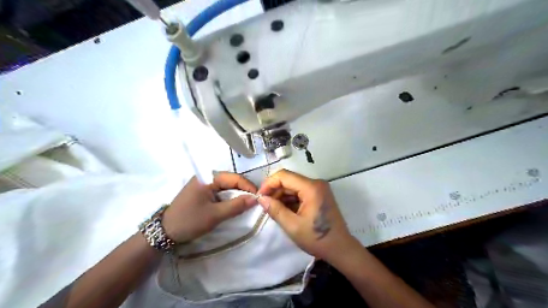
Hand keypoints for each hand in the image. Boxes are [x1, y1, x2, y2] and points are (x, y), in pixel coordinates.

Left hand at [162, 173, 257, 242]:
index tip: (259, 198)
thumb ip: (236, 206)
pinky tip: (234, 204)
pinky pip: (219, 191)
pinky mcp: (201, 191)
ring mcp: (203, 184)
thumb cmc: (190, 221)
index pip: (234, 178)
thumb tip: (256, 199)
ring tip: (247, 204)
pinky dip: (228, 197)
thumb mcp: (215, 215)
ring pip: (226, 186)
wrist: (164, 232)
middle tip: (255, 202)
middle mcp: (205, 177)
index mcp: (208, 177)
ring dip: (237, 194)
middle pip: (231, 180)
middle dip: (244, 190)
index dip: (248, 187)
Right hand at [258, 168, 359, 262]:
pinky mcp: (319, 195)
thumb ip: (275, 210)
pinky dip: (290, 199)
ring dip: (282, 196)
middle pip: (289, 180)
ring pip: (294, 186)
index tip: (260, 197)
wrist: (340, 249)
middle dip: (275, 191)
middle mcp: (316, 183)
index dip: (269, 183)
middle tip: (265, 205)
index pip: (284, 176)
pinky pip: (300, 192)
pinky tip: (284, 210)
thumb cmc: (317, 238)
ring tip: (273, 210)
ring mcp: (319, 188)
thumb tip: (261, 199)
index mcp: (311, 188)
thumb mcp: (292, 226)